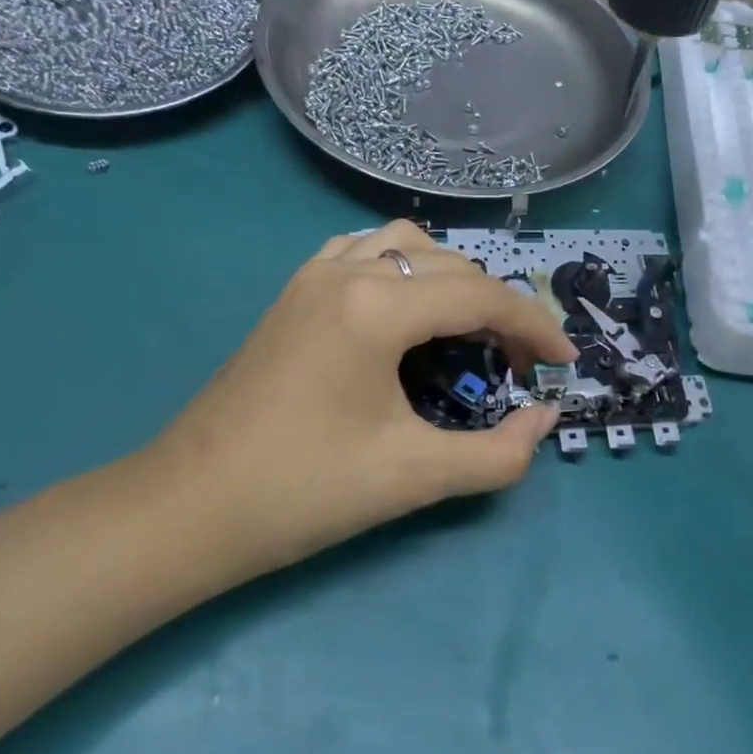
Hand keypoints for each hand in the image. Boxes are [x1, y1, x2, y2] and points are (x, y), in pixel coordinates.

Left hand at [140, 221, 579, 571]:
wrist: (189, 508)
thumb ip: (498, 453)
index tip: (564, 364)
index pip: (481, 297)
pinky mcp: (293, 294)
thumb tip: (543, 420)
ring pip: (406, 245)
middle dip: (499, 308)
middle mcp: (346, 272)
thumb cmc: (303, 491)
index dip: (535, 328)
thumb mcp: (415, 476)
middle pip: (452, 266)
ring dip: (453, 278)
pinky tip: (406, 310)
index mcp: (376, 308)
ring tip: (469, 329)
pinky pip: (363, 253)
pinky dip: (403, 269)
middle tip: (518, 363)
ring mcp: (312, 277)